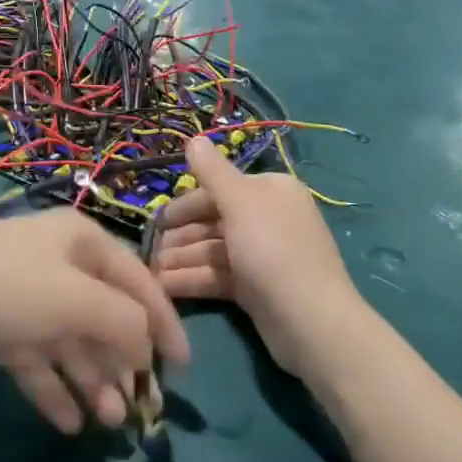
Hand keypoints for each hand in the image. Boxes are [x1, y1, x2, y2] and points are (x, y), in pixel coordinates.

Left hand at [0, 211, 189, 432]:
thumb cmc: (11, 289)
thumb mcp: (80, 300)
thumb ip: (126, 322)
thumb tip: (143, 348)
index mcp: (79, 239)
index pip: (136, 279)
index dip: (163, 321)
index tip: (182, 367)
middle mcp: (54, 259)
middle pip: (101, 313)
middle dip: (121, 361)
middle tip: (137, 408)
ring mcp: (21, 290)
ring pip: (68, 338)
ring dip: (90, 378)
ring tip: (106, 423)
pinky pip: (34, 354)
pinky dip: (52, 384)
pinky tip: (66, 420)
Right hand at [150, 135, 367, 377]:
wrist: (311, 322)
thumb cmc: (273, 251)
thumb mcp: (240, 203)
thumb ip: (213, 172)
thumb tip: (193, 139)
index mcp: (270, 191)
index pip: (219, 189)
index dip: (186, 204)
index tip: (157, 221)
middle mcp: (268, 218)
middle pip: (214, 220)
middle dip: (181, 236)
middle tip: (150, 252)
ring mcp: (263, 255)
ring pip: (213, 250)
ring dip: (182, 259)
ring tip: (151, 274)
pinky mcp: (257, 288)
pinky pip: (219, 276)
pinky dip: (193, 279)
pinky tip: (164, 287)